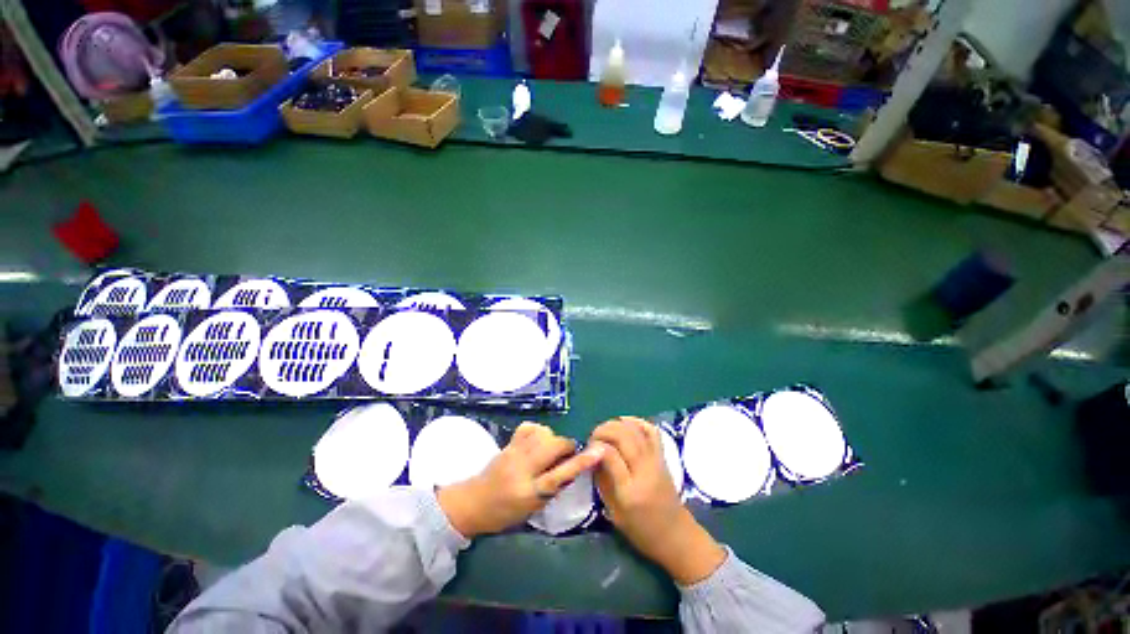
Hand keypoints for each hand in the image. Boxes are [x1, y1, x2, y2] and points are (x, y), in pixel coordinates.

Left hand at [438, 422, 604, 537]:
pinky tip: (539, 443)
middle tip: (568, 457)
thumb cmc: (504, 514)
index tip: (599, 451)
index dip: (581, 462)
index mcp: (529, 492)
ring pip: (542, 433)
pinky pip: (528, 429)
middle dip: (567, 446)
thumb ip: (552, 489)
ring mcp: (511, 454)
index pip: (559, 474)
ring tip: (552, 452)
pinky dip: (539, 432)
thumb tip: (573, 470)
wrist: (471, 504)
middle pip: (552, 445)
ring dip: (553, 440)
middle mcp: (521, 469)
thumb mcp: (533, 509)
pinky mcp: (505, 445)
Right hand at [590, 417, 725, 584]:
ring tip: (604, 431)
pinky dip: (638, 423)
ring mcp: (657, 463)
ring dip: (618, 424)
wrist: (675, 534)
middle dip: (605, 431)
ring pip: (639, 431)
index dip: (595, 446)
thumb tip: (592, 459)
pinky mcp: (665, 460)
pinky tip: (624, 423)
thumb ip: (603, 485)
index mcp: (629, 491)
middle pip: (625, 437)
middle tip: (592, 439)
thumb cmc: (641, 531)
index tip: (585, 450)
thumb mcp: (614, 513)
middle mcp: (645, 472)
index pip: (610, 456)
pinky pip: (652, 433)